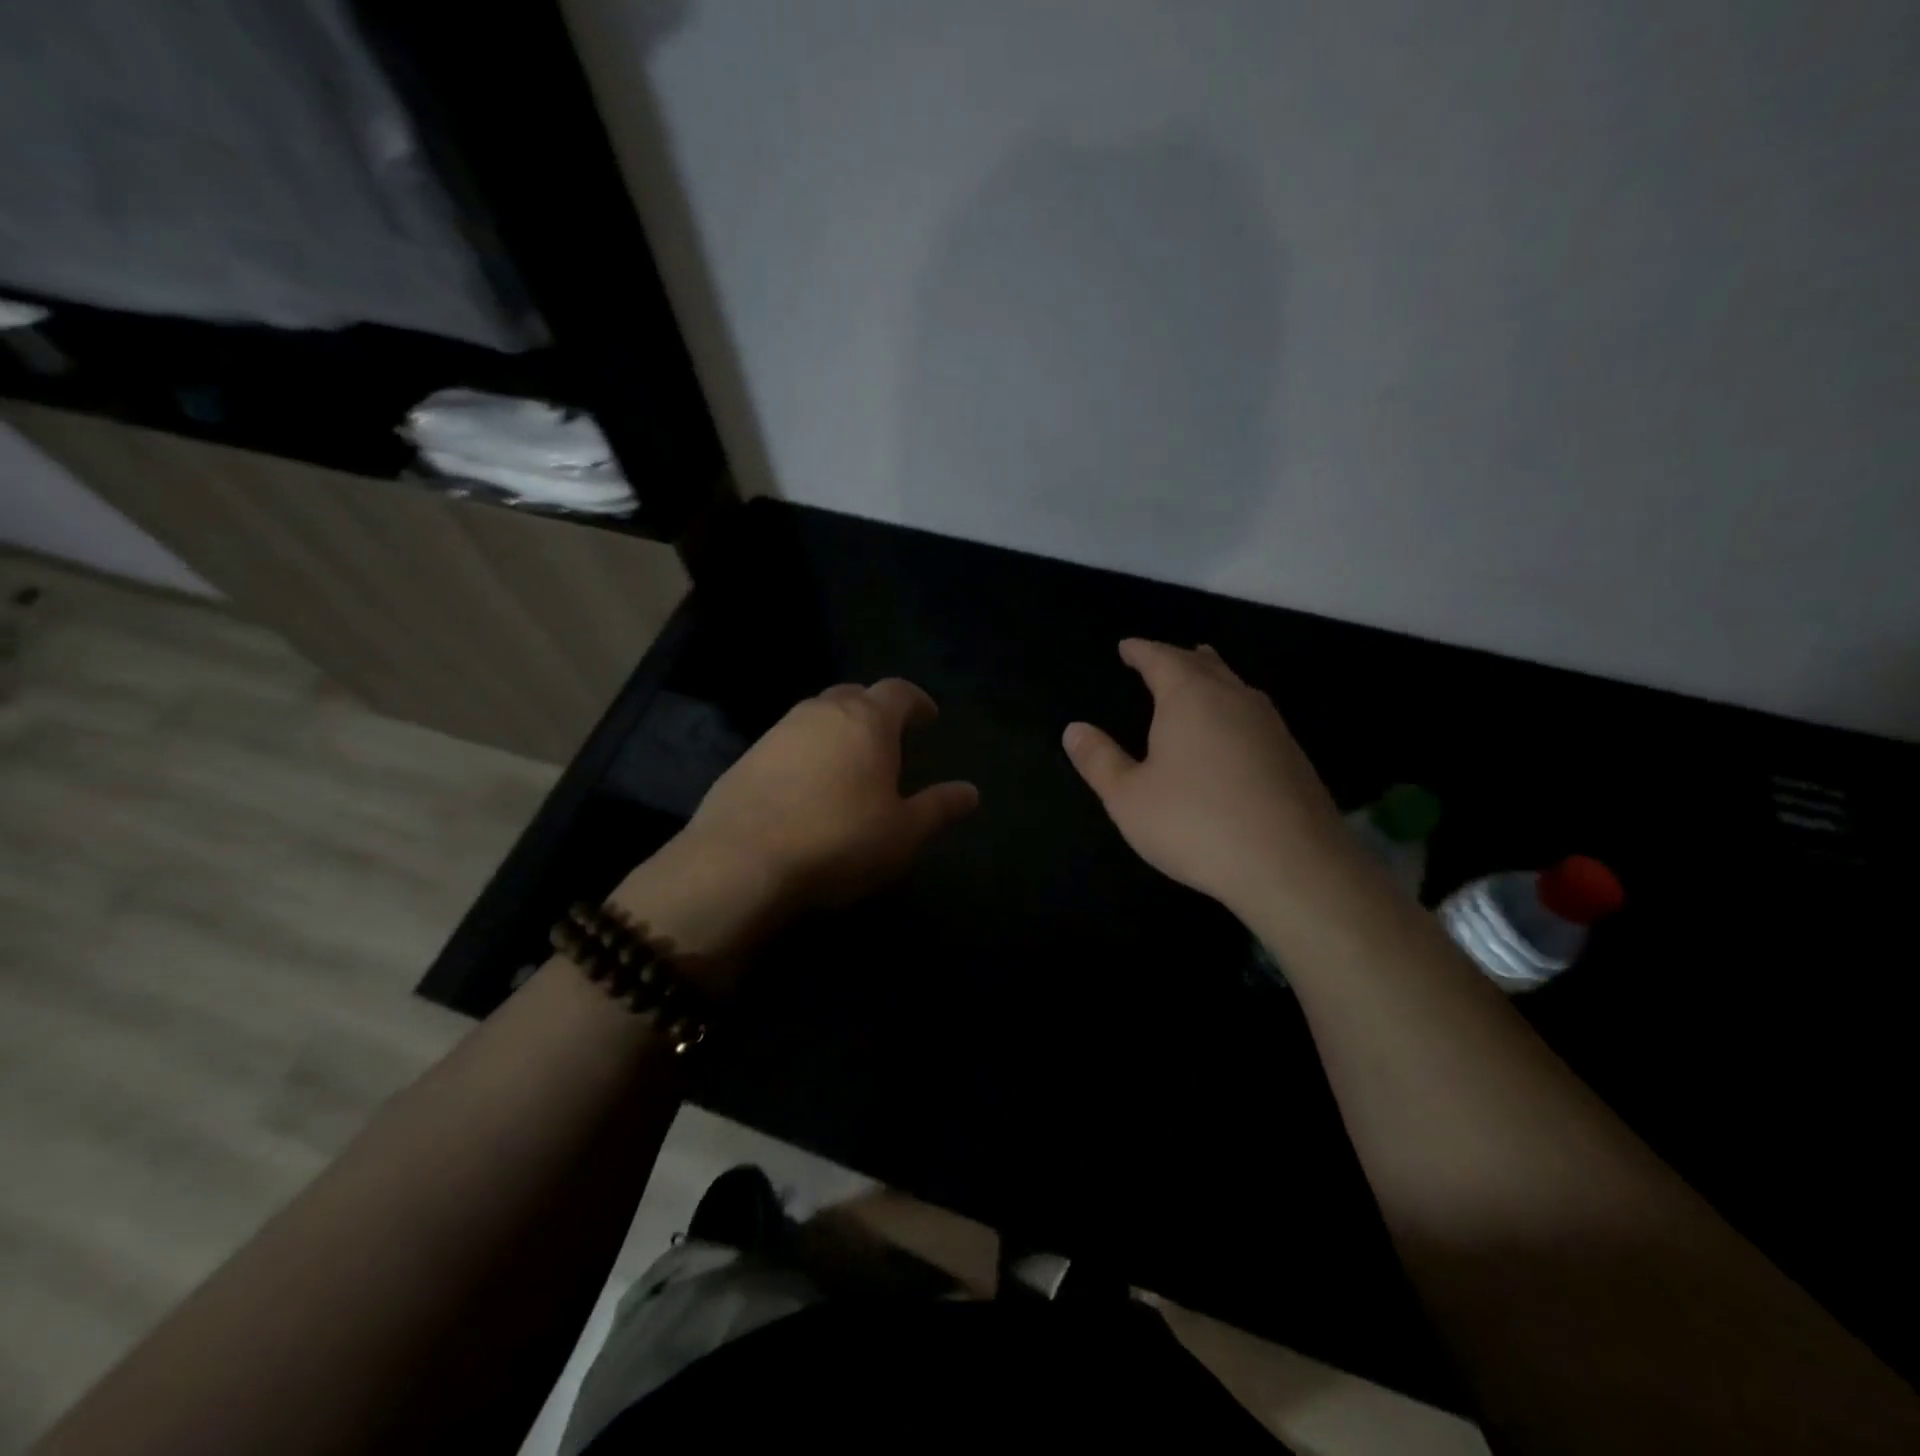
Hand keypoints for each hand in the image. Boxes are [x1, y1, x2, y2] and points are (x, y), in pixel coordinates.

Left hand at [611, 679, 978, 974]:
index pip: (899, 691)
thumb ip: (939, 807)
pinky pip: (787, 742)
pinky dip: (805, 752)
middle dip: (875, 710)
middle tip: (888, 739)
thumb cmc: (839, 841)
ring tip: (848, 763)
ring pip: (816, 716)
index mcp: (867, 721)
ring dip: (837, 729)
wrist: (740, 862)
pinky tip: (806, 786)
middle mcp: (821, 713)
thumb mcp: (903, 833)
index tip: (928, 718)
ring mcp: (778, 732)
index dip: (917, 701)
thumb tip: (971, 792)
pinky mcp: (746, 757)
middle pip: (854, 695)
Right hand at [1062, 639, 1356, 920]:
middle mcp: (1233, 699)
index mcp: (1189, 697)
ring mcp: (1270, 725)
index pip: (1161, 658)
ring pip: (1235, 686)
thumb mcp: (1128, 797)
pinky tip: (1232, 732)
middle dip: (1178, 658)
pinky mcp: (1292, 755)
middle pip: (1204, 664)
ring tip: (1199, 679)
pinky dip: (1232, 710)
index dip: (1141, 650)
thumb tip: (1075, 729)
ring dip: (1211, 679)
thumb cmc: (1195, 824)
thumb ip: (1099, 760)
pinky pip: (1253, 715)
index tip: (1127, 646)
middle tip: (1161, 659)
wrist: (1292, 865)